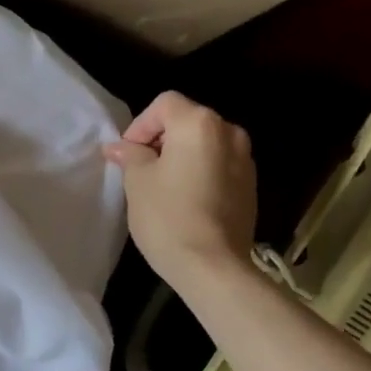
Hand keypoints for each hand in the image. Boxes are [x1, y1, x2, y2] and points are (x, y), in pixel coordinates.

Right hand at [102, 91, 256, 292]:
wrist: (213, 266)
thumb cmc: (168, 216)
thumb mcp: (137, 181)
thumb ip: (130, 156)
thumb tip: (119, 147)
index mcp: (199, 124)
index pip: (164, 104)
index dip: (140, 125)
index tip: (128, 154)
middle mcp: (229, 132)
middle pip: (187, 120)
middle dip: (161, 139)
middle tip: (140, 168)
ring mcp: (245, 160)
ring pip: (205, 144)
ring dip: (182, 156)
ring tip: (162, 185)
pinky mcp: (251, 186)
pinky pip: (219, 166)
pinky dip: (200, 172)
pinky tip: (185, 200)